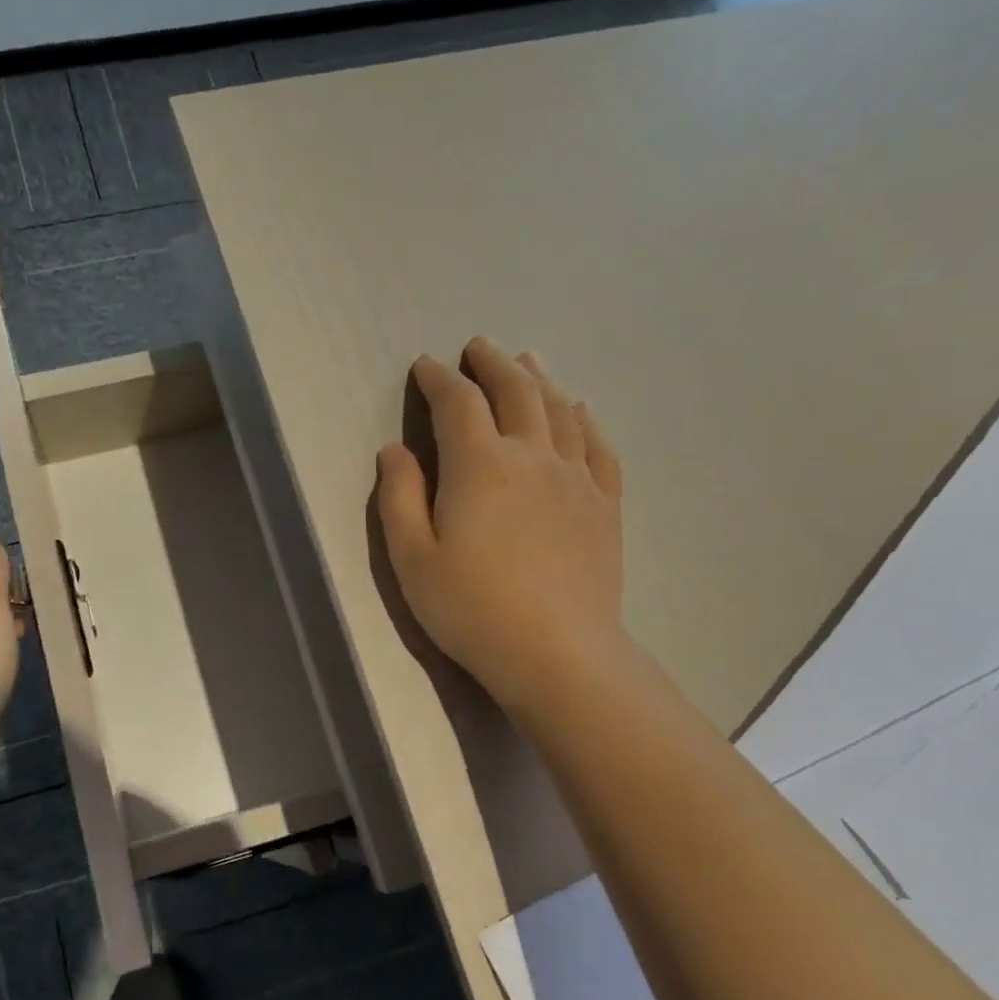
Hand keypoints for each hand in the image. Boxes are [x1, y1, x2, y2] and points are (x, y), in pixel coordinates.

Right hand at [376, 337, 625, 702]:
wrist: (557, 652)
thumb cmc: (471, 608)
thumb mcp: (412, 558)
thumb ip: (399, 497)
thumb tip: (394, 450)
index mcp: (479, 465)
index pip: (457, 403)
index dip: (438, 379)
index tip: (425, 366)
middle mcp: (532, 456)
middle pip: (516, 391)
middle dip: (493, 364)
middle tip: (478, 347)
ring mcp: (576, 478)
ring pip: (560, 410)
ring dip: (539, 379)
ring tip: (527, 362)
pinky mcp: (604, 505)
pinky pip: (599, 446)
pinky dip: (585, 419)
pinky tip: (580, 411)